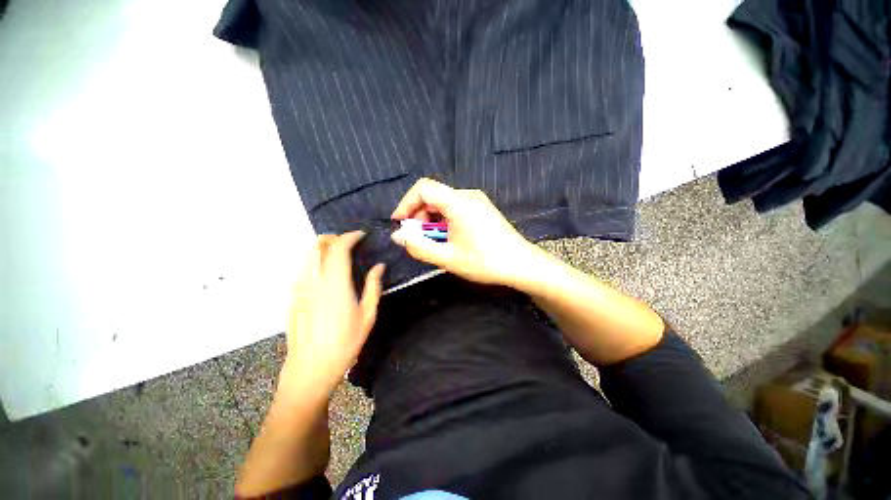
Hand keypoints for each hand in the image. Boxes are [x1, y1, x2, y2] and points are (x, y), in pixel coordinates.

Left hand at [279, 231, 384, 397]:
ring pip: (307, 255)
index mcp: (335, 283)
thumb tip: (379, 266)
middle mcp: (313, 280)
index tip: (361, 235)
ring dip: (323, 248)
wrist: (310, 369)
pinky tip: (326, 274)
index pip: (338, 247)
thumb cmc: (345, 343)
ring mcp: (299, 288)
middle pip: (317, 245)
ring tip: (339, 255)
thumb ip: (373, 285)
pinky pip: (303, 269)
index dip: (350, 236)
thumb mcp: (367, 314)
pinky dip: (315, 261)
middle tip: (350, 243)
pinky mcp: (292, 297)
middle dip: (334, 238)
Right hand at [390, 178, 543, 286]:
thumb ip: (419, 247)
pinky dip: (444, 220)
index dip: (406, 203)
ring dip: (431, 219)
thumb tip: (399, 236)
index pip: (423, 188)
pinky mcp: (482, 208)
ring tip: (434, 242)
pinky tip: (448, 238)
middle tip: (418, 238)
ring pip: (443, 202)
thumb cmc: (486, 262)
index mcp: (459, 202)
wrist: (522, 264)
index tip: (400, 224)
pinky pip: (455, 207)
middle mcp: (467, 195)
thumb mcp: (448, 258)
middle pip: (433, 195)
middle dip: (419, 215)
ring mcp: (477, 200)